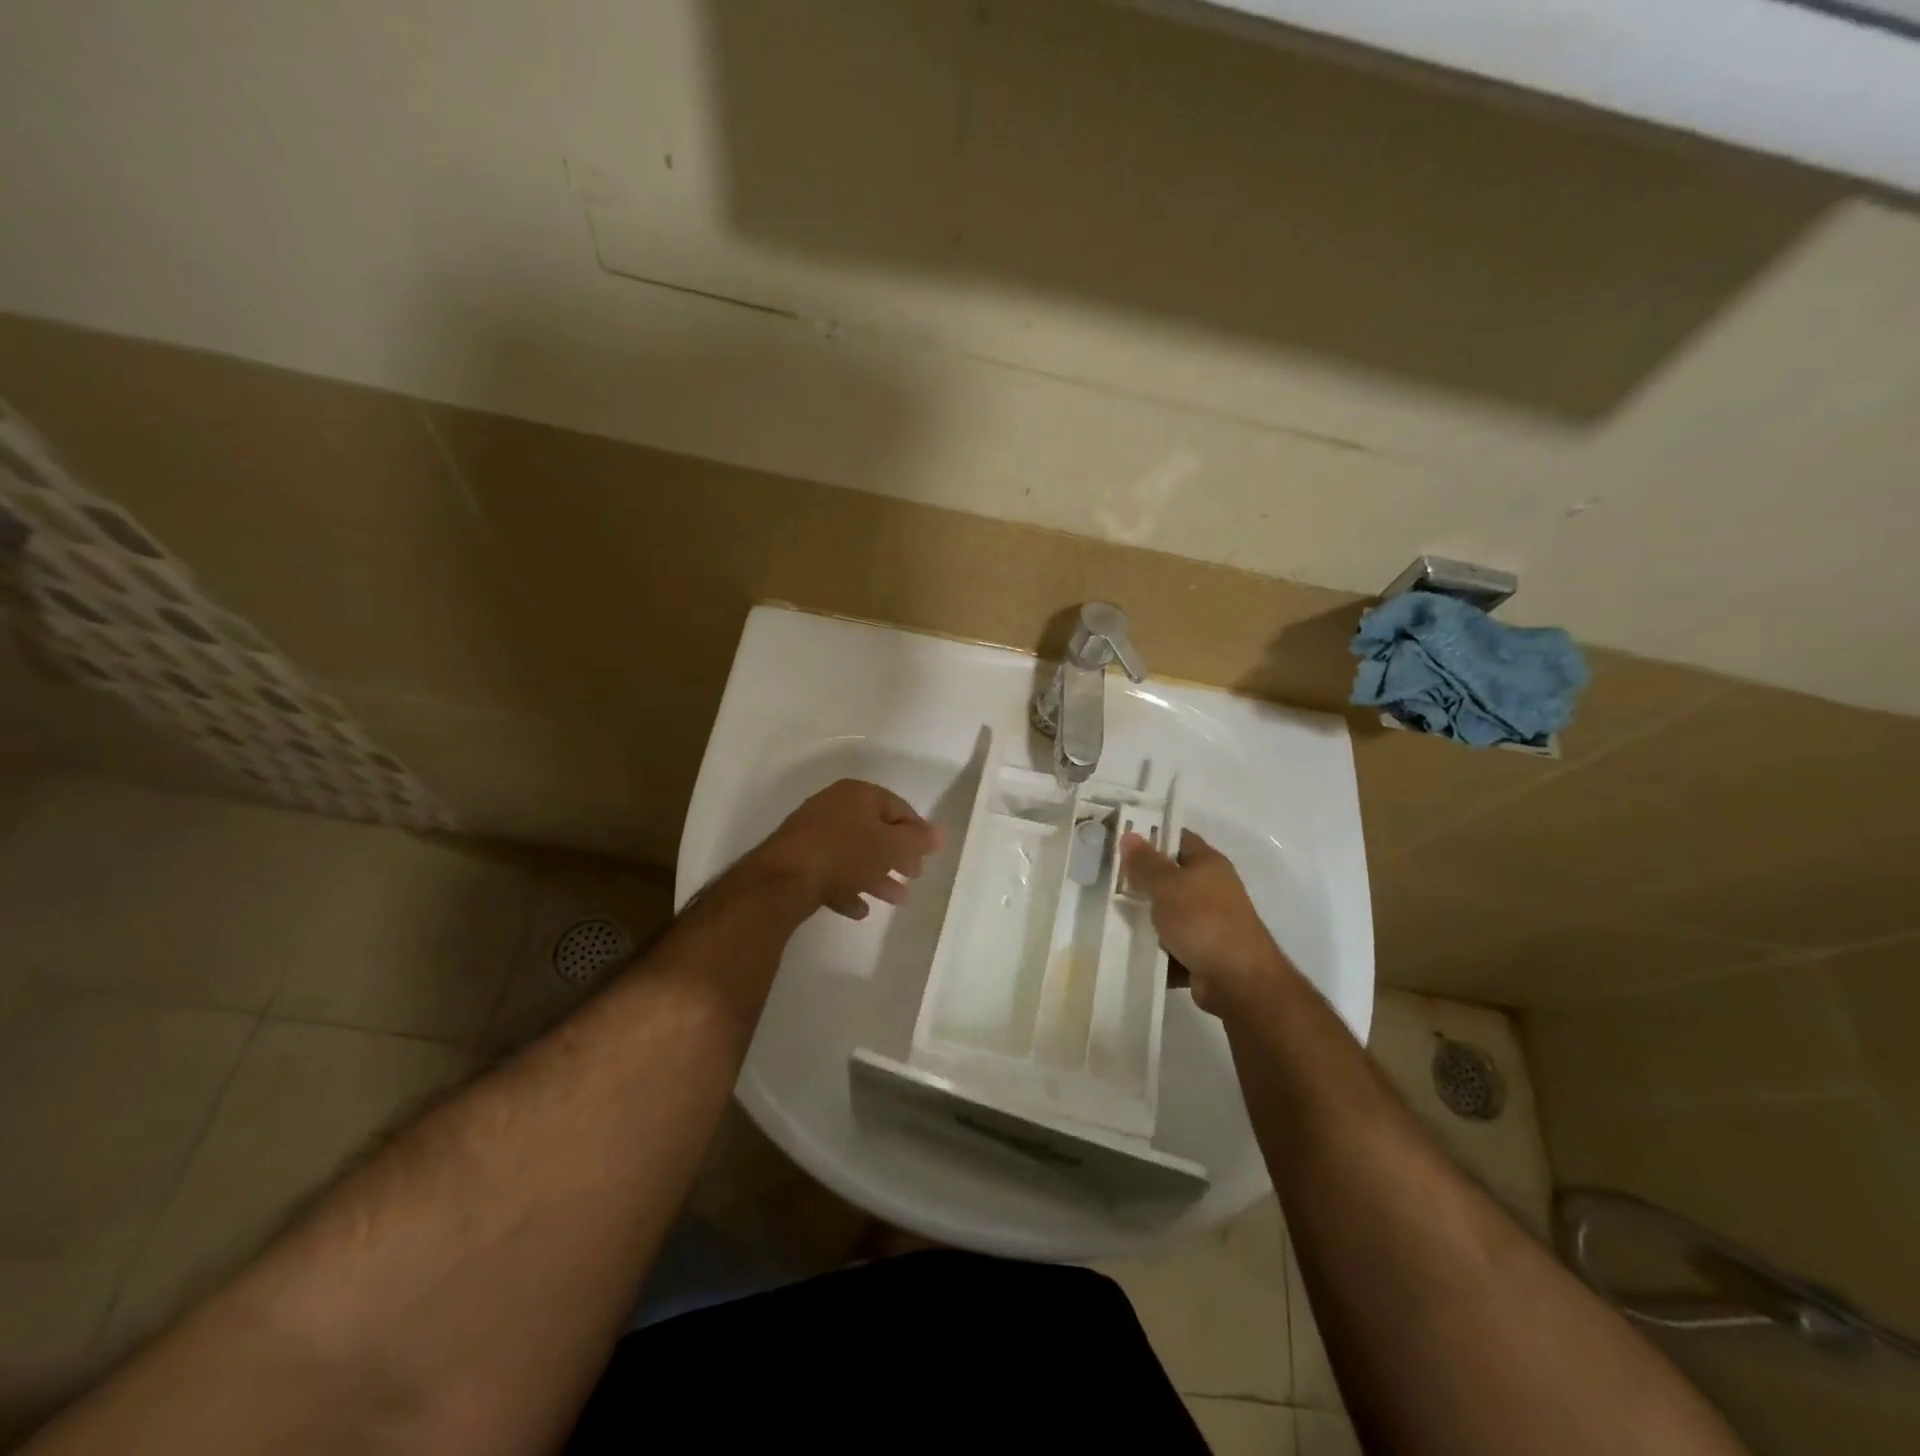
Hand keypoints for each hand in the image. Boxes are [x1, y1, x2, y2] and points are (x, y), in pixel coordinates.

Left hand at [750, 779, 941, 919]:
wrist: (784, 878)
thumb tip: (939, 834)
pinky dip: (848, 888)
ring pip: (855, 854)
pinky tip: (860, 909)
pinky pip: (832, 872)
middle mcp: (835, 808)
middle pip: (876, 831)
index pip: (897, 807)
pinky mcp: (799, 860)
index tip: (929, 855)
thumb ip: (917, 840)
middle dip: (898, 856)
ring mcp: (814, 834)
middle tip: (915, 876)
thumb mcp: (890, 846)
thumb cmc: (845, 853)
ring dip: (877, 876)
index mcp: (858, 794)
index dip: (917, 831)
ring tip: (896, 899)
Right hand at [1119, 828, 1292, 1015]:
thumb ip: (1145, 863)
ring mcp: (1208, 922)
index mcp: (1208, 864)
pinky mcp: (1202, 952)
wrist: (1239, 981)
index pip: (1176, 838)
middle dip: (1140, 880)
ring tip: (1110, 915)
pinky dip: (1154, 948)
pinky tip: (1129, 948)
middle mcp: (1211, 889)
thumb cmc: (1203, 922)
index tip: (1118, 841)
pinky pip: (1171, 944)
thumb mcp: (1167, 886)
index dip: (1149, 836)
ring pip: (1167, 913)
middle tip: (1107, 880)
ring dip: (1144, 918)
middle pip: (1169, 876)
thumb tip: (1128, 835)